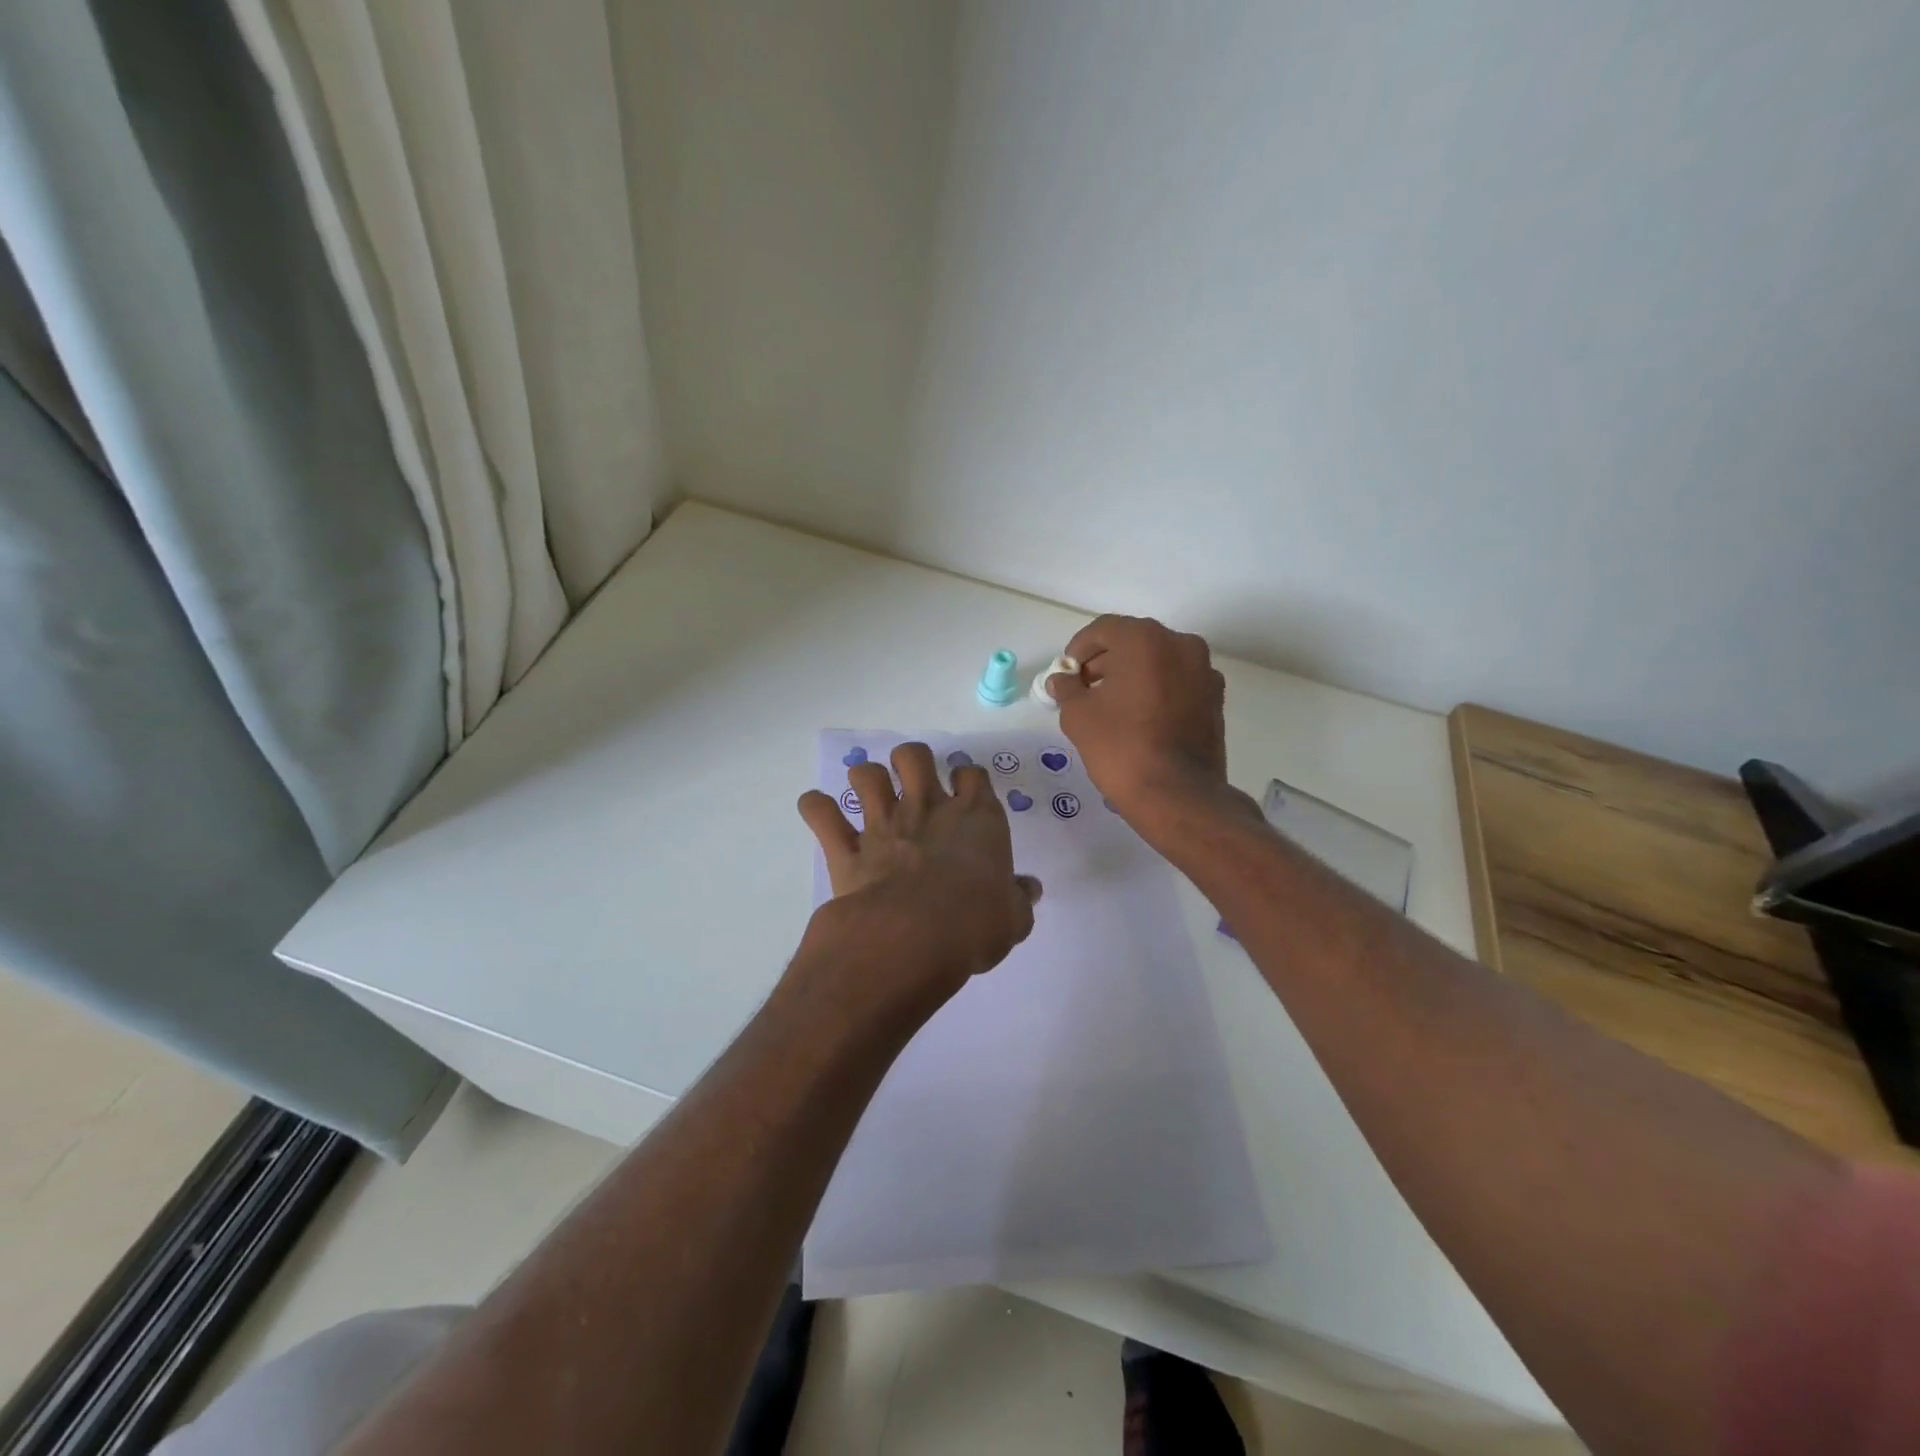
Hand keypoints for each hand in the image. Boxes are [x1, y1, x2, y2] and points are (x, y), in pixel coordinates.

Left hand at [798, 743, 1041, 1009]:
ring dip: (864, 779)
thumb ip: (1019, 899)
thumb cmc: (975, 924)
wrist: (913, 938)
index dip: (969, 778)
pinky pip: (821, 814)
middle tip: (912, 781)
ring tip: (867, 795)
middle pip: (914, 756)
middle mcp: (927, 809)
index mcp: (975, 818)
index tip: (966, 789)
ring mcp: (883, 824)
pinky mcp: (846, 849)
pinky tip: (818, 810)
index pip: (973, 775)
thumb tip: (1030, 889)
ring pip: (865, 774)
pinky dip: (816, 808)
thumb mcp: (1013, 919)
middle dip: (911, 760)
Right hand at [1050, 615, 1246, 823]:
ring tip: (1112, 706)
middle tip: (1084, 689)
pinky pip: (1178, 683)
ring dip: (1133, 675)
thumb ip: (1067, 688)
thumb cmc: (1121, 747)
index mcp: (1146, 640)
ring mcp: (1205, 672)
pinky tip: (1141, 719)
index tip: (1067, 674)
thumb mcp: (1078, 715)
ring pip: (1159, 662)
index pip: (1104, 630)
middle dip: (1106, 661)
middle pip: (1134, 642)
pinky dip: (1157, 691)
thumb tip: (1061, 679)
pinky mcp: (1215, 699)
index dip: (1079, 649)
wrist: (1177, 794)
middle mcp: (1181, 645)